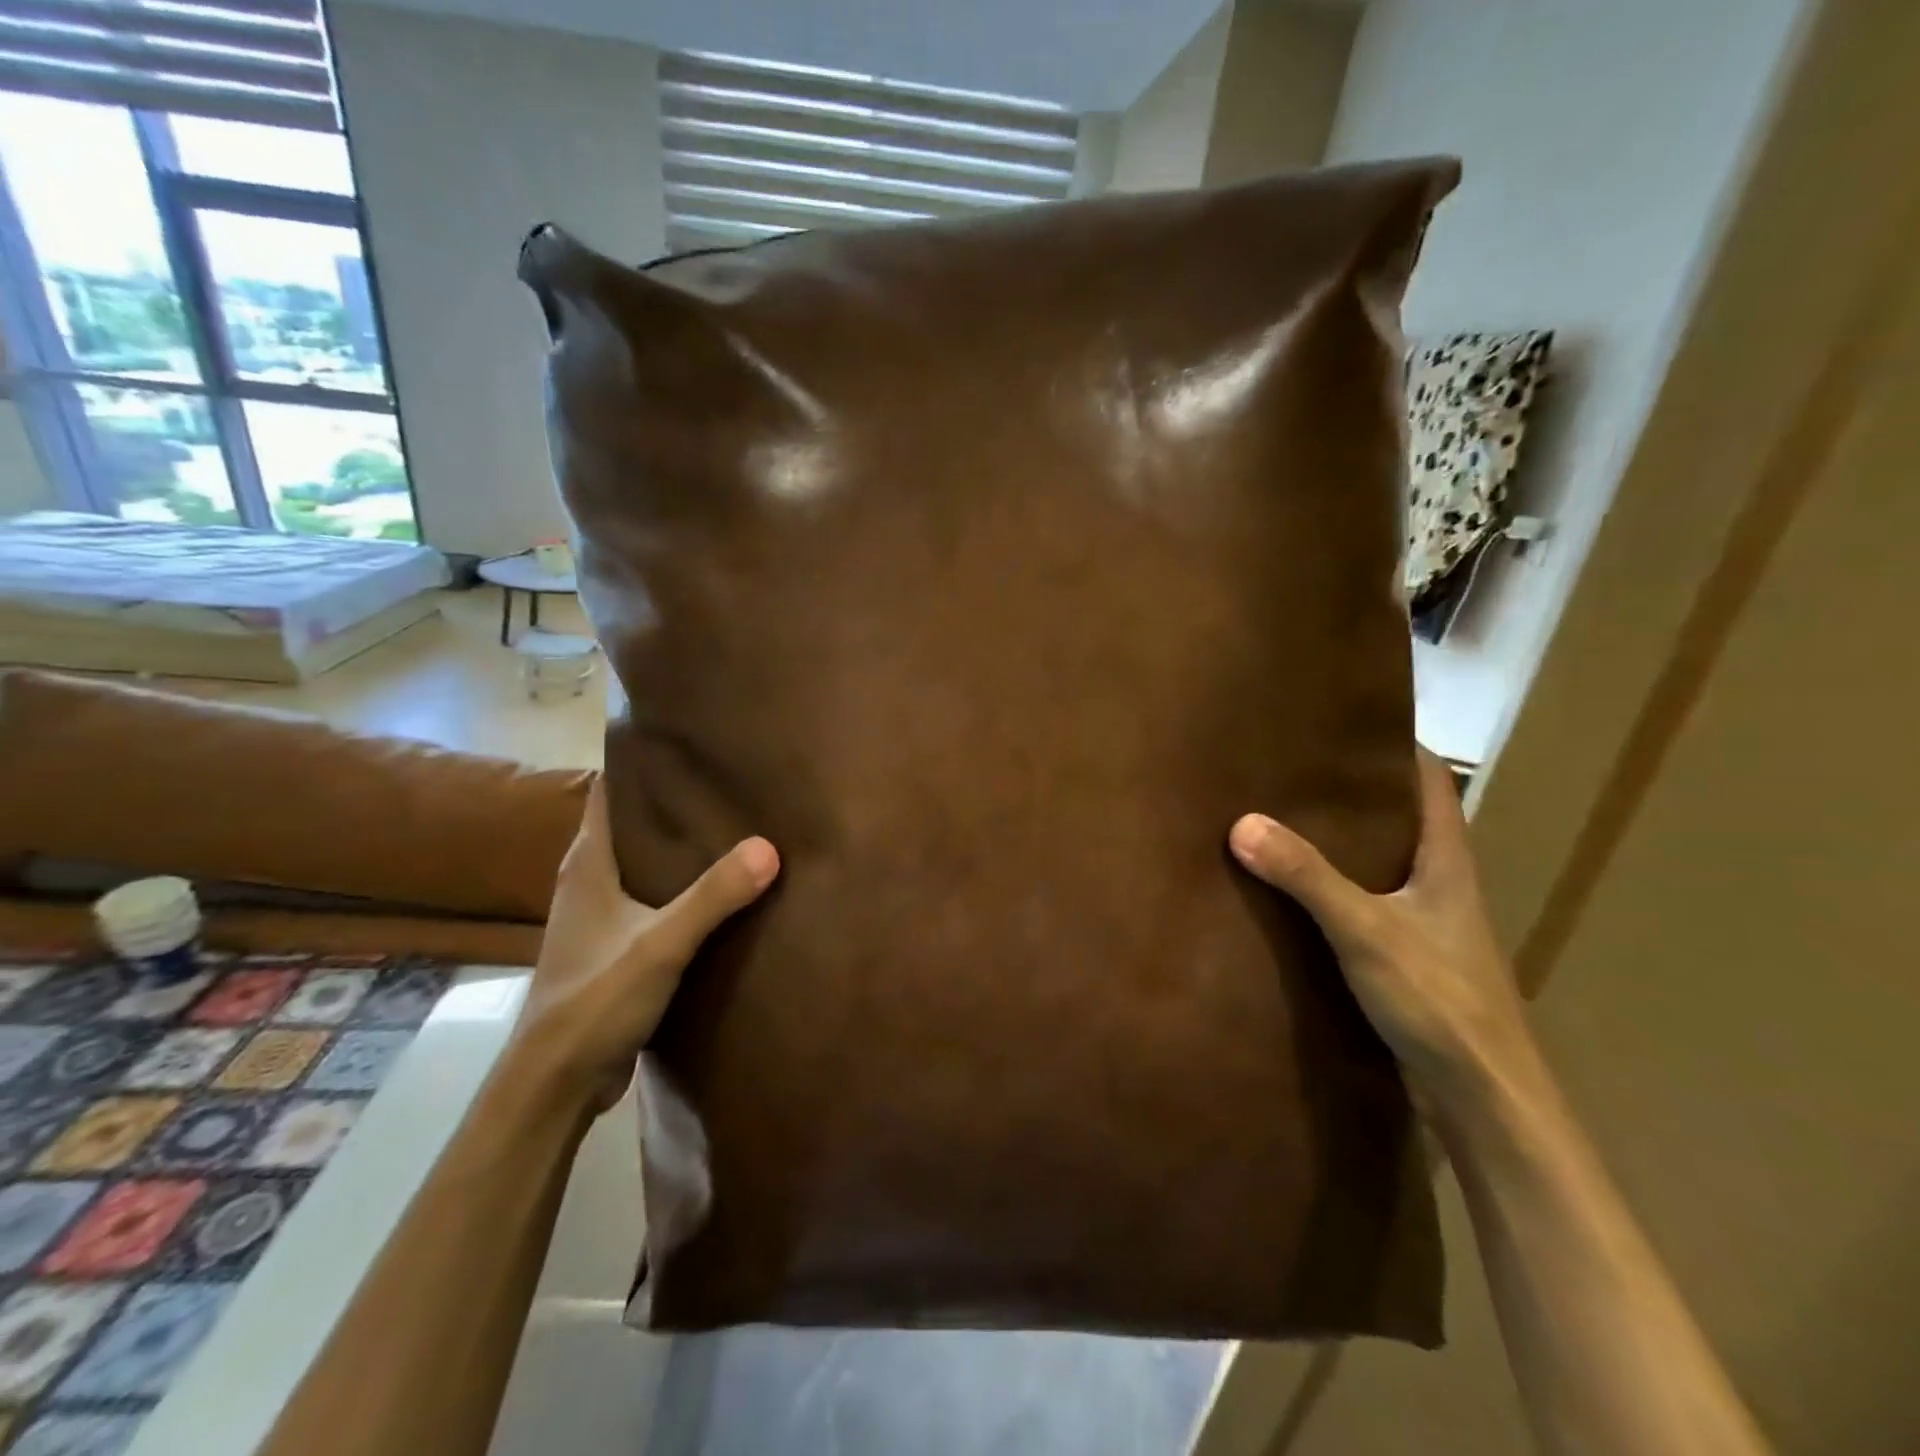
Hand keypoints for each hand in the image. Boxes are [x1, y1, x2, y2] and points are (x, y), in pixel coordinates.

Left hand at [514, 778, 779, 1109]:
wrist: (555, 1082)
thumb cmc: (595, 999)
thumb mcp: (660, 943)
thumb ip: (713, 895)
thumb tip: (769, 846)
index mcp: (588, 863)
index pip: (610, 791)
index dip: (642, 763)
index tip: (687, 742)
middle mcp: (589, 880)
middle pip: (632, 823)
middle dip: (673, 802)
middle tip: (727, 780)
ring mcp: (600, 915)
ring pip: (643, 863)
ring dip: (679, 848)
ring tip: (733, 826)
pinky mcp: (615, 946)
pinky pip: (652, 899)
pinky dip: (680, 887)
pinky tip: (719, 890)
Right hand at [1228, 748, 1536, 1120]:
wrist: (1484, 1100)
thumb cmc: (1440, 1001)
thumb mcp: (1366, 931)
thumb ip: (1307, 877)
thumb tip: (1243, 822)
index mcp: (1447, 860)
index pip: (1430, 780)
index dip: (1395, 745)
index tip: (1343, 722)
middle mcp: (1441, 883)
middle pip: (1401, 817)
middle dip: (1353, 791)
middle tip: (1293, 767)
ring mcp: (1426, 923)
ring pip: (1381, 863)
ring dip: (1340, 841)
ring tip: (1282, 817)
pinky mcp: (1407, 958)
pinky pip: (1365, 903)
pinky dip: (1333, 887)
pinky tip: (1292, 891)